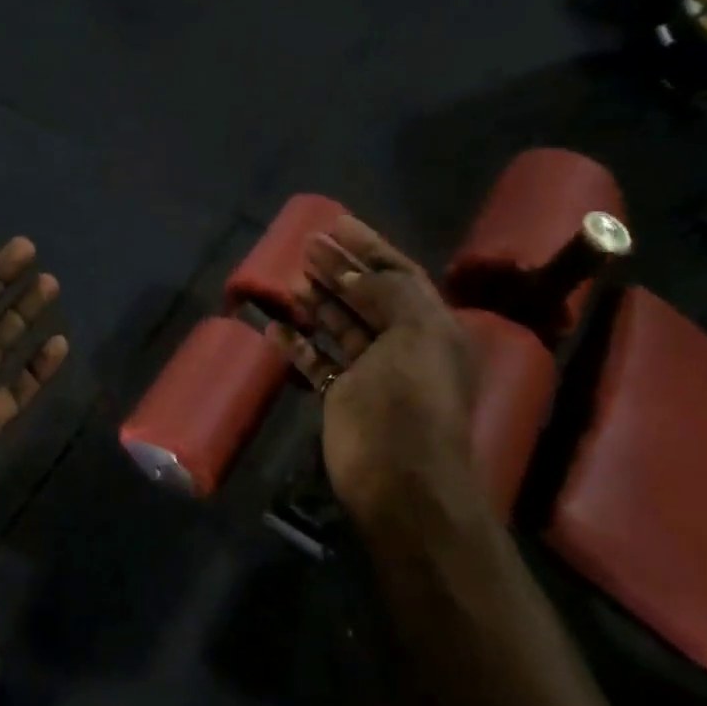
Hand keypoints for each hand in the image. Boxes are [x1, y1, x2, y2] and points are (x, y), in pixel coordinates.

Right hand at [269, 217, 480, 527]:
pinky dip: (298, 345)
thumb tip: (355, 272)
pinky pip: (317, 362)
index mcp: (431, 327)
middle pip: (367, 296)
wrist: (401, 481)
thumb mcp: (414, 337)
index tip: (337, 224)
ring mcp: (371, 372)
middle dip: (339, 268)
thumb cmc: (411, 403)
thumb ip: (389, 295)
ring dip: (318, 301)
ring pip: (341, 326)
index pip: (399, 275)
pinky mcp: (342, 397)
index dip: (369, 247)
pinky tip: (275, 328)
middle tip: (306, 244)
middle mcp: (404, 344)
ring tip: (291, 279)